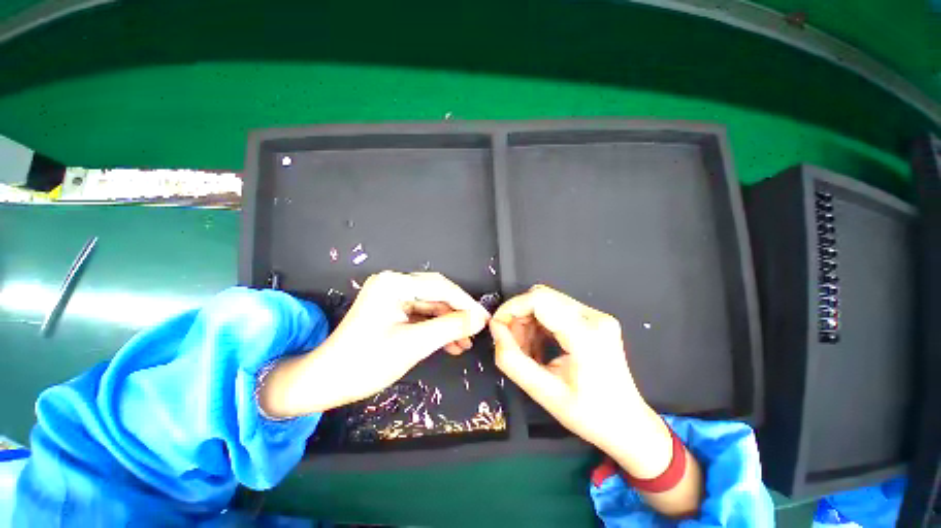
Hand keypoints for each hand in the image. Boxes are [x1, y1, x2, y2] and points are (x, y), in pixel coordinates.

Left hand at [258, 271, 489, 417]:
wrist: (325, 382)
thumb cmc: (365, 363)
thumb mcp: (413, 345)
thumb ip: (450, 328)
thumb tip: (479, 319)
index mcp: (394, 284)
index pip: (440, 287)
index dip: (466, 304)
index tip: (485, 319)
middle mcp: (394, 283)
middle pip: (437, 293)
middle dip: (458, 313)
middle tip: (478, 329)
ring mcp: (393, 295)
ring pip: (432, 305)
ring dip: (449, 323)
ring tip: (465, 342)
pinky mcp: (393, 308)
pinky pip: (422, 314)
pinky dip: (436, 327)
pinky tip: (451, 343)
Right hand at [490, 285, 670, 476]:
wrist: (629, 425)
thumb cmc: (590, 416)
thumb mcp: (544, 394)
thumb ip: (512, 361)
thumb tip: (496, 332)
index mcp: (586, 335)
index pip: (538, 300)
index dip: (511, 308)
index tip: (497, 327)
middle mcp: (594, 317)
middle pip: (541, 296)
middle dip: (518, 315)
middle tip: (510, 343)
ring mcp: (596, 316)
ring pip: (547, 300)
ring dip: (528, 320)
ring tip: (525, 349)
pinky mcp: (594, 319)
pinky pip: (556, 309)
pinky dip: (539, 323)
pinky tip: (538, 345)